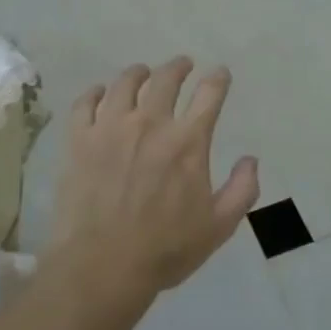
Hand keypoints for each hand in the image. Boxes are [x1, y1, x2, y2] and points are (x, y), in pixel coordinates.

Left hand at [49, 58, 259, 298]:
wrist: (102, 264)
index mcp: (187, 141)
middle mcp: (150, 123)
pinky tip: (100, 94)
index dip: (217, 79)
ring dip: (138, 73)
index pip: (209, 95)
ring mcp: (110, 127)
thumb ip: (241, 190)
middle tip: (182, 65)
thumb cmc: (165, 249)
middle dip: (178, 67)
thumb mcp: (218, 227)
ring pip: (125, 83)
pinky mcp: (79, 138)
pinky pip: (85, 103)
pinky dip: (96, 93)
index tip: (220, 73)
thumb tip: (251, 159)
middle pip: (166, 79)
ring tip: (142, 73)